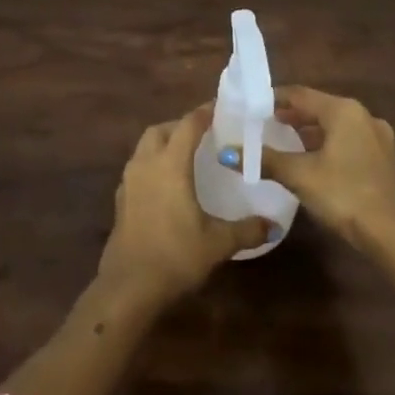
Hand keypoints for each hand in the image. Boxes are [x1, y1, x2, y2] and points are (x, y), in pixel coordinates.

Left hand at [98, 106, 270, 308]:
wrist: (128, 287)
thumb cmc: (175, 256)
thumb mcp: (217, 243)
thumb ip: (247, 229)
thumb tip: (274, 225)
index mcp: (170, 165)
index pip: (188, 125)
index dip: (204, 112)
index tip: (221, 107)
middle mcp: (146, 164)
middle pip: (161, 130)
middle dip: (180, 125)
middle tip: (203, 133)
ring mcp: (129, 182)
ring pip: (145, 147)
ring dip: (164, 143)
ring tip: (186, 156)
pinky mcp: (121, 200)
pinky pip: (138, 168)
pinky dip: (153, 164)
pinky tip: (168, 185)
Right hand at [261, 87, 394, 254]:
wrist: (394, 234)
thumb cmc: (344, 194)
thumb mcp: (299, 176)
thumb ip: (265, 160)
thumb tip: (228, 153)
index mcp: (343, 110)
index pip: (300, 94)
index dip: (274, 99)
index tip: (251, 107)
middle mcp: (363, 116)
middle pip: (319, 108)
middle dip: (291, 116)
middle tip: (263, 125)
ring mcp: (377, 138)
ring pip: (335, 126)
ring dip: (309, 132)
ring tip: (283, 143)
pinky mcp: (383, 160)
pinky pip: (348, 142)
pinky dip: (327, 145)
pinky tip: (312, 162)